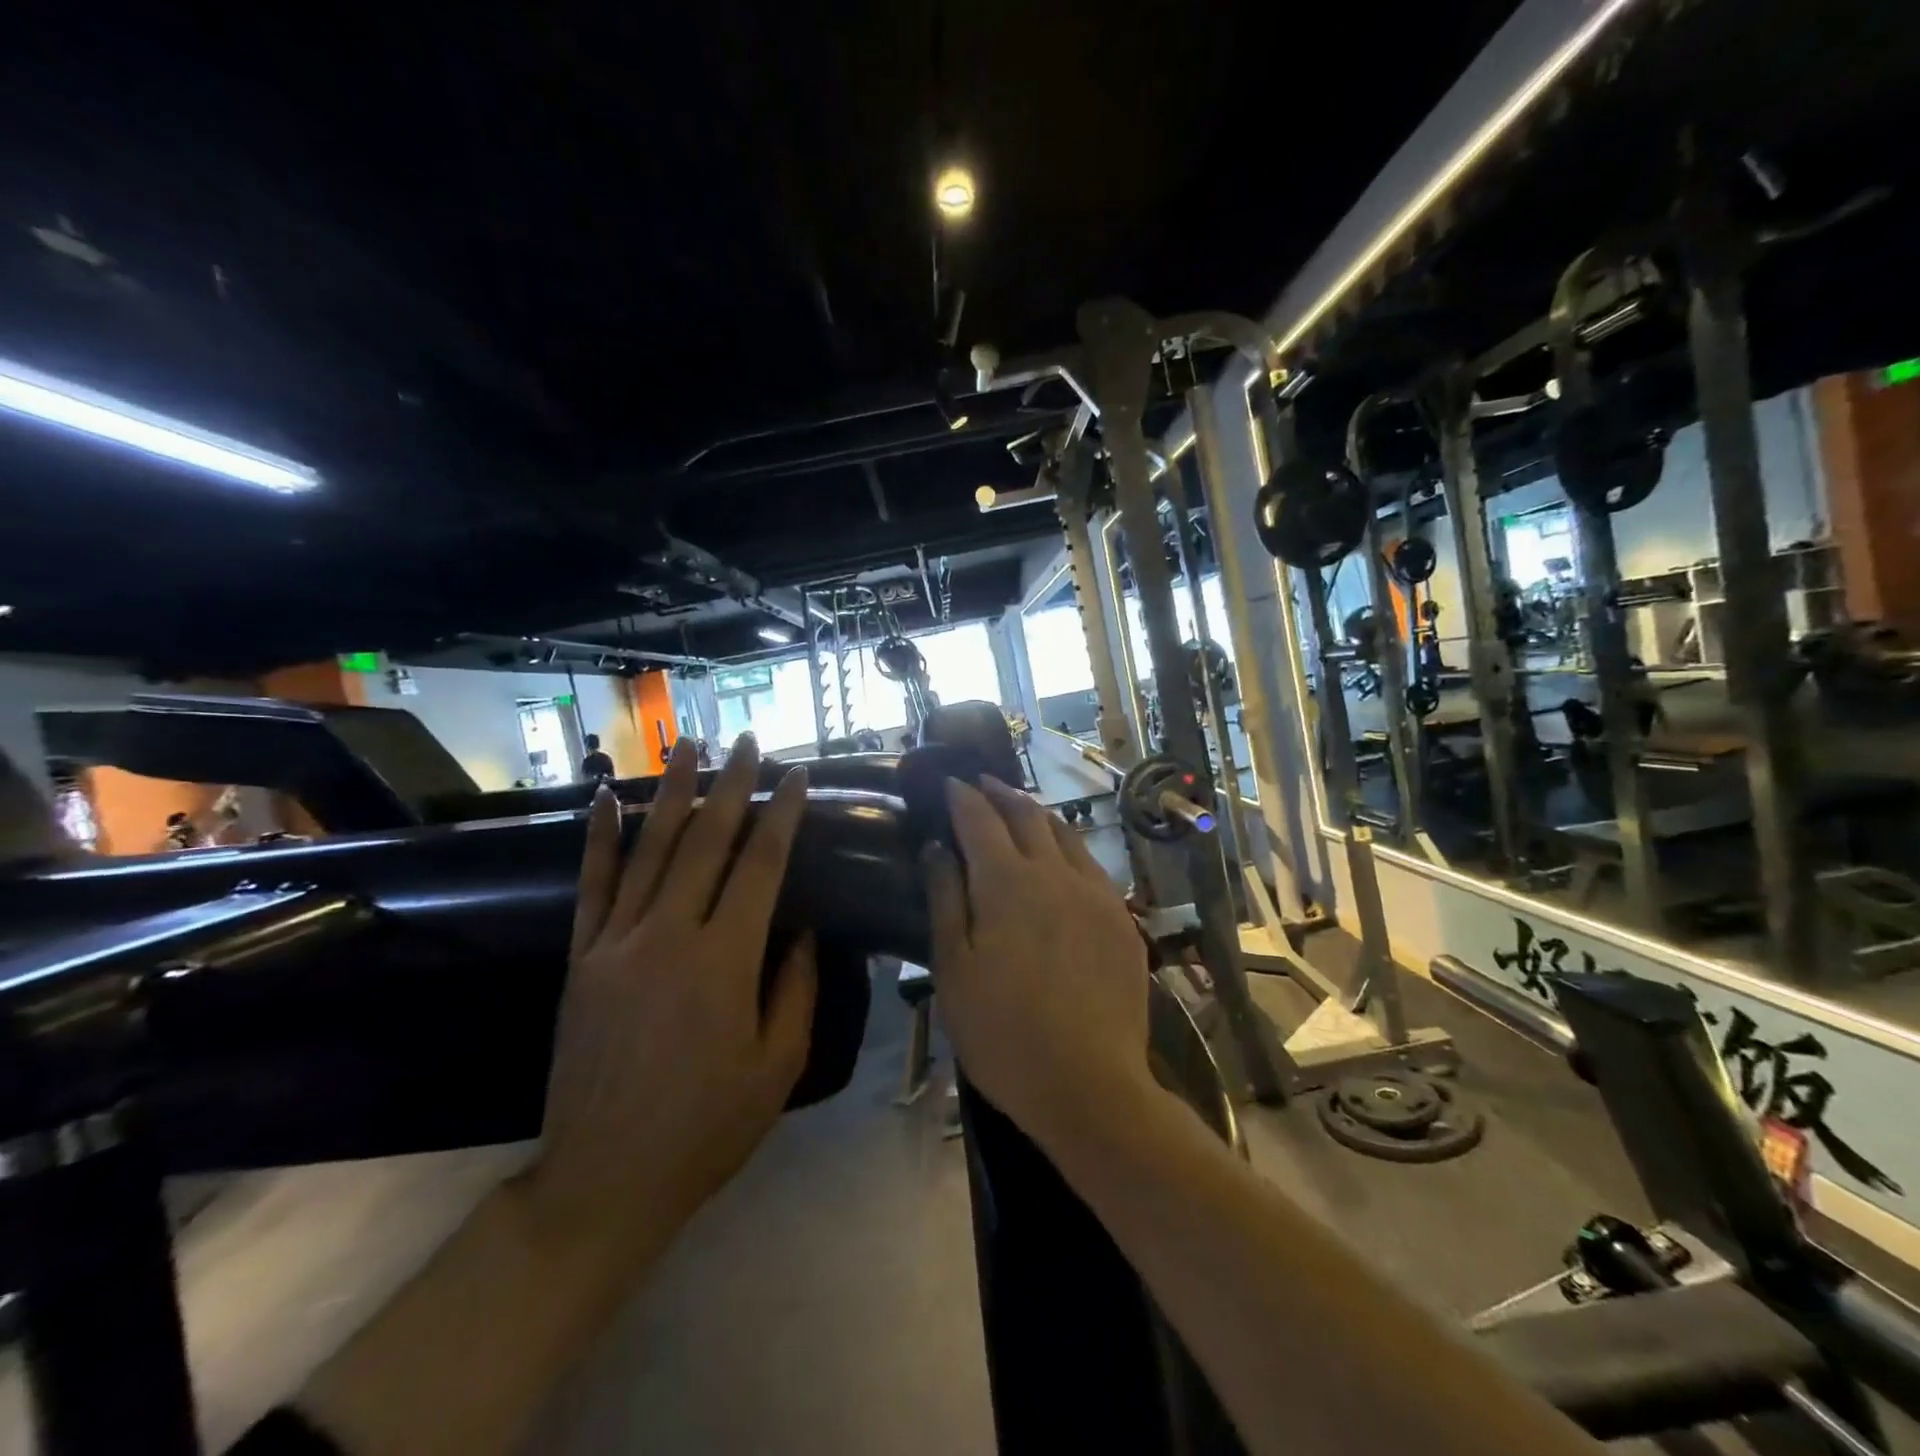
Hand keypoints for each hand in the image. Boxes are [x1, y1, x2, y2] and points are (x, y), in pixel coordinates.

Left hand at [522, 734, 817, 1265]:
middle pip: (706, 843)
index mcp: (724, 962)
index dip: (780, 816)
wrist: (604, 1180)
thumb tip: (802, 927)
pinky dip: (600, 839)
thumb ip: (794, 988)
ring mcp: (616, 943)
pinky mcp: (580, 959)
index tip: (794, 777)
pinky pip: (592, 886)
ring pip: (651, 850)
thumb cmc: (707, 1127)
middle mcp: (669, 937)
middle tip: (749, 742)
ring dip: (673, 793)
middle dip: (732, 786)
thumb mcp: (777, 1066)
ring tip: (689, 745)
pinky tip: (607, 799)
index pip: (760, 867)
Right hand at [924, 776, 1151, 1153]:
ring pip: (1065, 835)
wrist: (1089, 1084)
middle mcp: (1054, 873)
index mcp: (1007, 882)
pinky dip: (1068, 848)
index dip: (962, 796)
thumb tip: (936, 847)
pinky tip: (1062, 859)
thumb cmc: (1002, 1032)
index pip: (979, 819)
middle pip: (1027, 815)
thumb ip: (945, 899)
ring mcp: (1095, 893)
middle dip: (1001, 793)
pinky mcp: (1121, 918)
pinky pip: (1090, 865)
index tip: (949, 781)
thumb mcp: (954, 968)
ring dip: (1037, 815)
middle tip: (982, 783)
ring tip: (1020, 810)